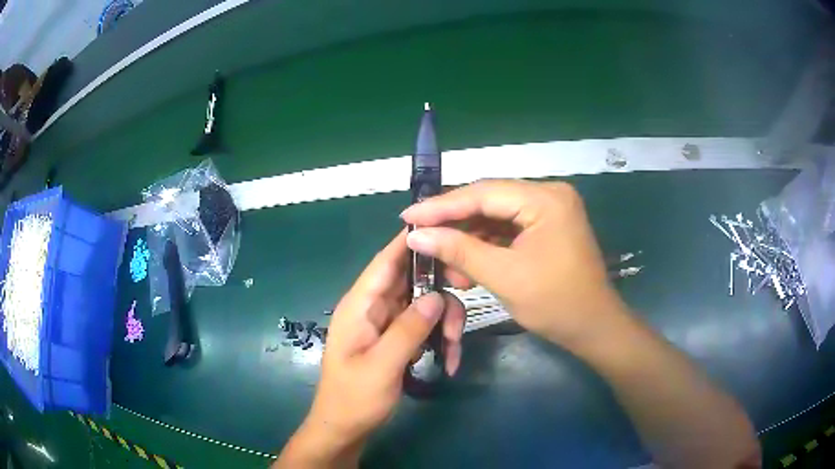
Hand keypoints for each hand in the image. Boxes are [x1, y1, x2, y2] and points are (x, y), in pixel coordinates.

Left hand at [277, 230, 464, 467]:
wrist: (345, 428)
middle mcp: (374, 307)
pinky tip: (448, 362)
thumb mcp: (382, 366)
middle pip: (413, 281)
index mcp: (360, 305)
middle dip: (442, 295)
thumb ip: (408, 330)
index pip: (386, 261)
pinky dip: (440, 339)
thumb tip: (437, 296)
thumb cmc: (355, 398)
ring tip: (453, 352)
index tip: (444, 228)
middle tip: (462, 316)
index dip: (411, 241)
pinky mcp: (396, 338)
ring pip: (425, 304)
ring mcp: (387, 323)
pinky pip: (424, 326)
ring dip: (445, 324)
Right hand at [401, 179, 626, 350]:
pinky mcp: (546, 227)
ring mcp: (549, 210)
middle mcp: (548, 195)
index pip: (484, 193)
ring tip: (440, 259)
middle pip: (489, 201)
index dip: (442, 206)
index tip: (408, 217)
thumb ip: (459, 250)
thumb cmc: (555, 304)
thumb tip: (416, 235)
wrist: (593, 328)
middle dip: (453, 222)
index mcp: (545, 199)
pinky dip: (484, 246)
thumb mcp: (503, 276)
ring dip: (467, 238)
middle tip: (418, 235)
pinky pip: (507, 230)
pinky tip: (464, 264)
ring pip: (495, 216)